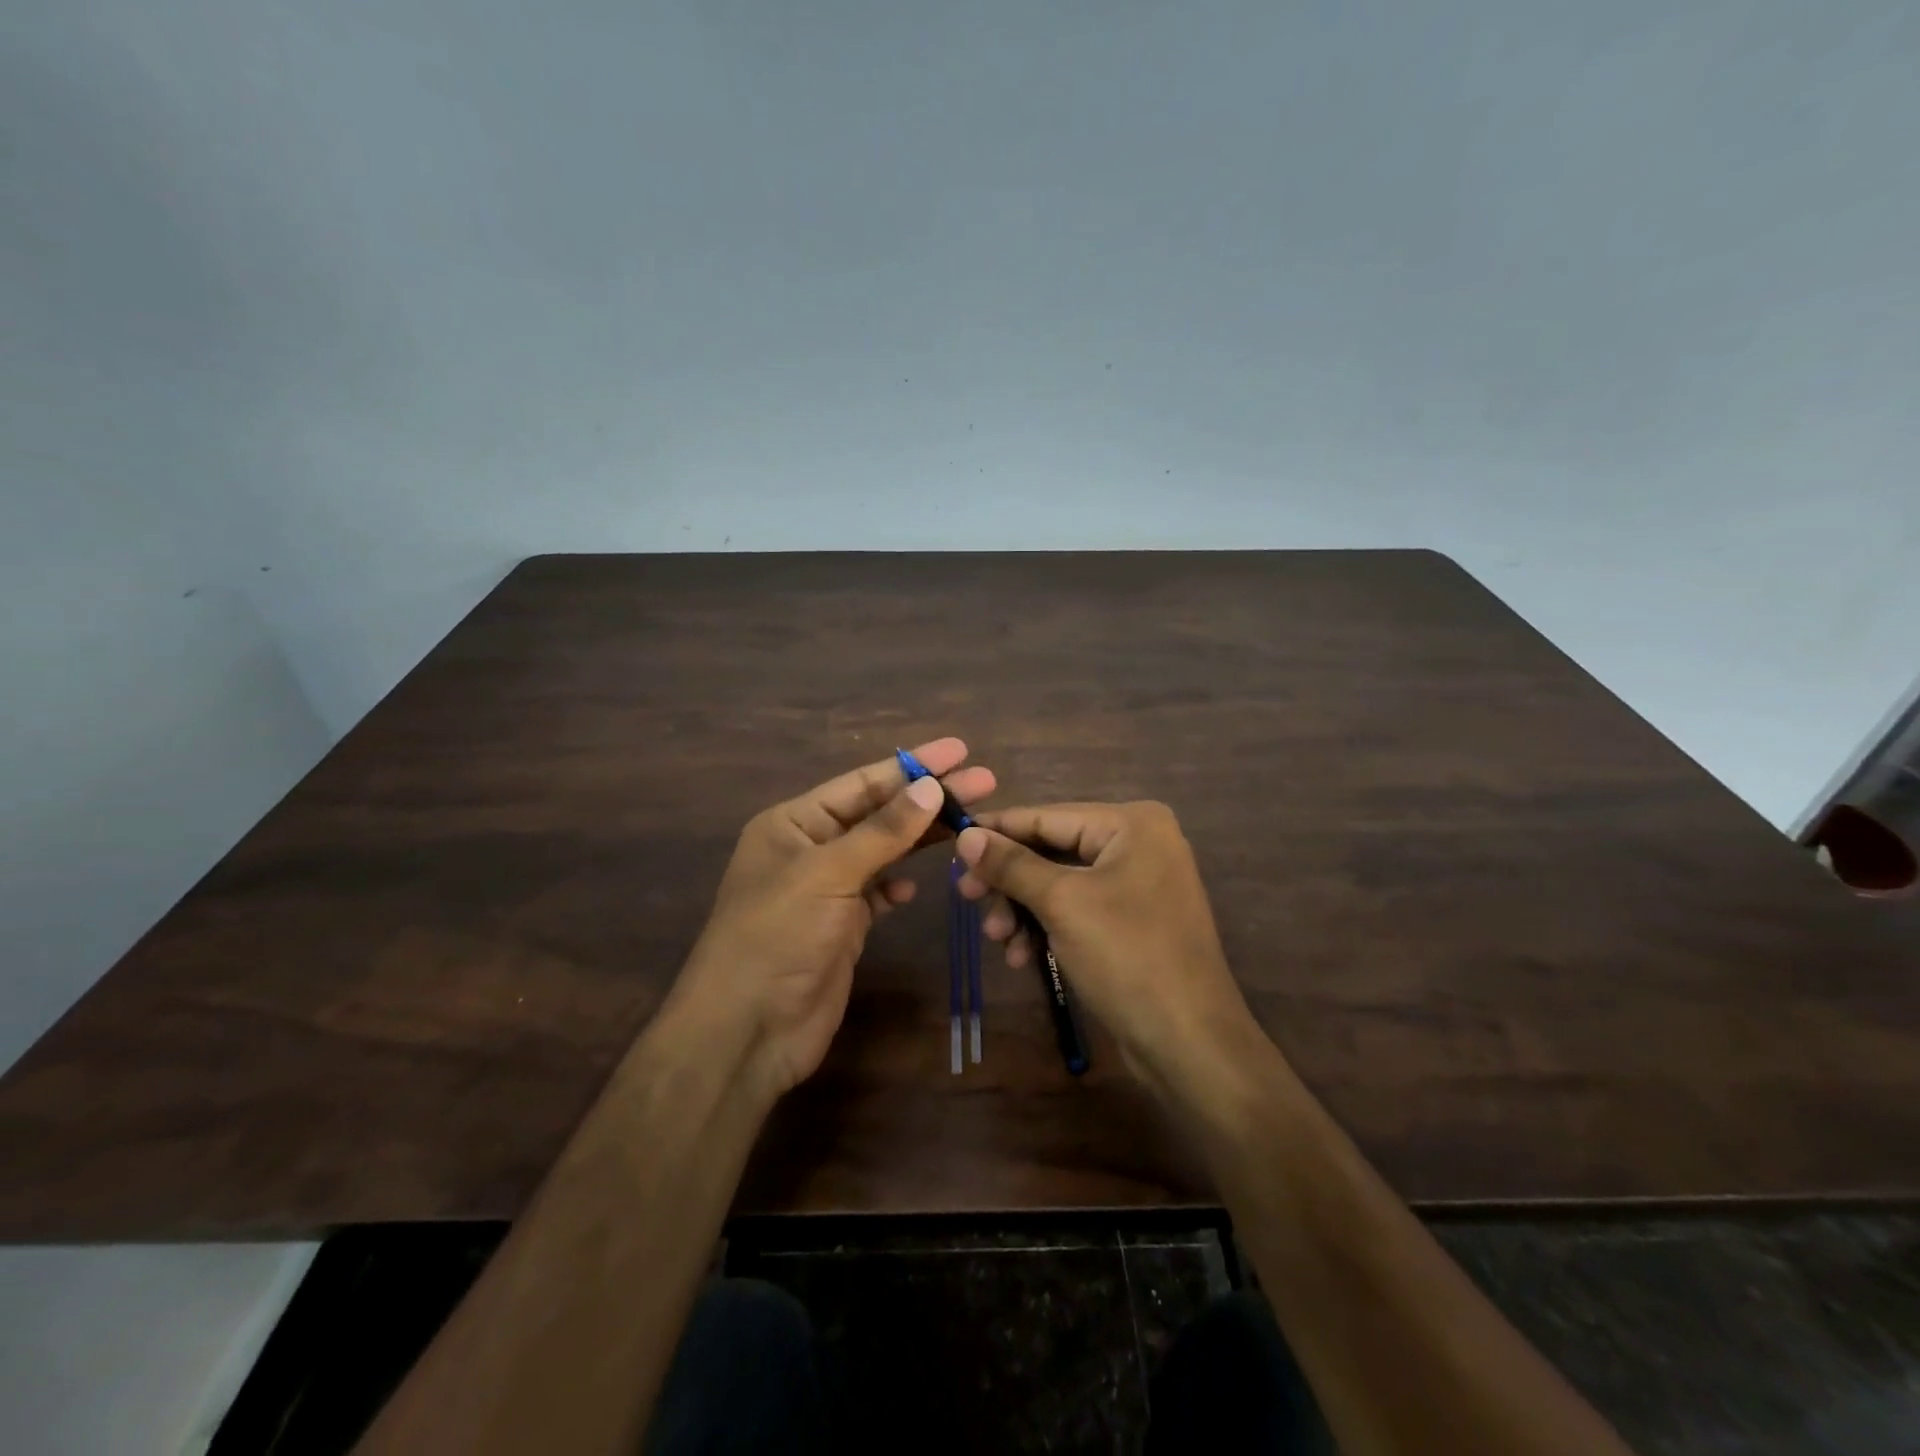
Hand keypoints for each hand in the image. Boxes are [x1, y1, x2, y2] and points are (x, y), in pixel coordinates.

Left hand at [669, 738, 995, 1101]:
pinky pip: (878, 892)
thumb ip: (883, 831)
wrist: (747, 1032)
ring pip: (884, 851)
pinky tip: (916, 888)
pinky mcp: (842, 925)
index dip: (913, 765)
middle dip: (928, 798)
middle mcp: (810, 848)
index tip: (960, 750)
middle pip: (879, 813)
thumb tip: (932, 787)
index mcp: (794, 822)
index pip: (862, 783)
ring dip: (921, 839)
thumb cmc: (777, 937)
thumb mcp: (828, 874)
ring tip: (970, 823)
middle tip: (985, 782)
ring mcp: (827, 888)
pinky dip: (898, 885)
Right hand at [955, 802, 1262, 1090]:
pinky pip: (1078, 908)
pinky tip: (1023, 957)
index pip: (1047, 816)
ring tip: (998, 939)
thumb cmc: (1128, 958)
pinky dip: (1047, 927)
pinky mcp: (1133, 920)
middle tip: (965, 897)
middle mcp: (1139, 843)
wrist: (1190, 1043)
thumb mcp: (1062, 904)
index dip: (997, 830)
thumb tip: (965, 834)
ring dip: (1023, 909)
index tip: (951, 842)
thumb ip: (1011, 865)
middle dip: (1009, 880)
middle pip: (1052, 850)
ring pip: (1060, 883)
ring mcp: (1138, 883)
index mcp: (1132, 823)